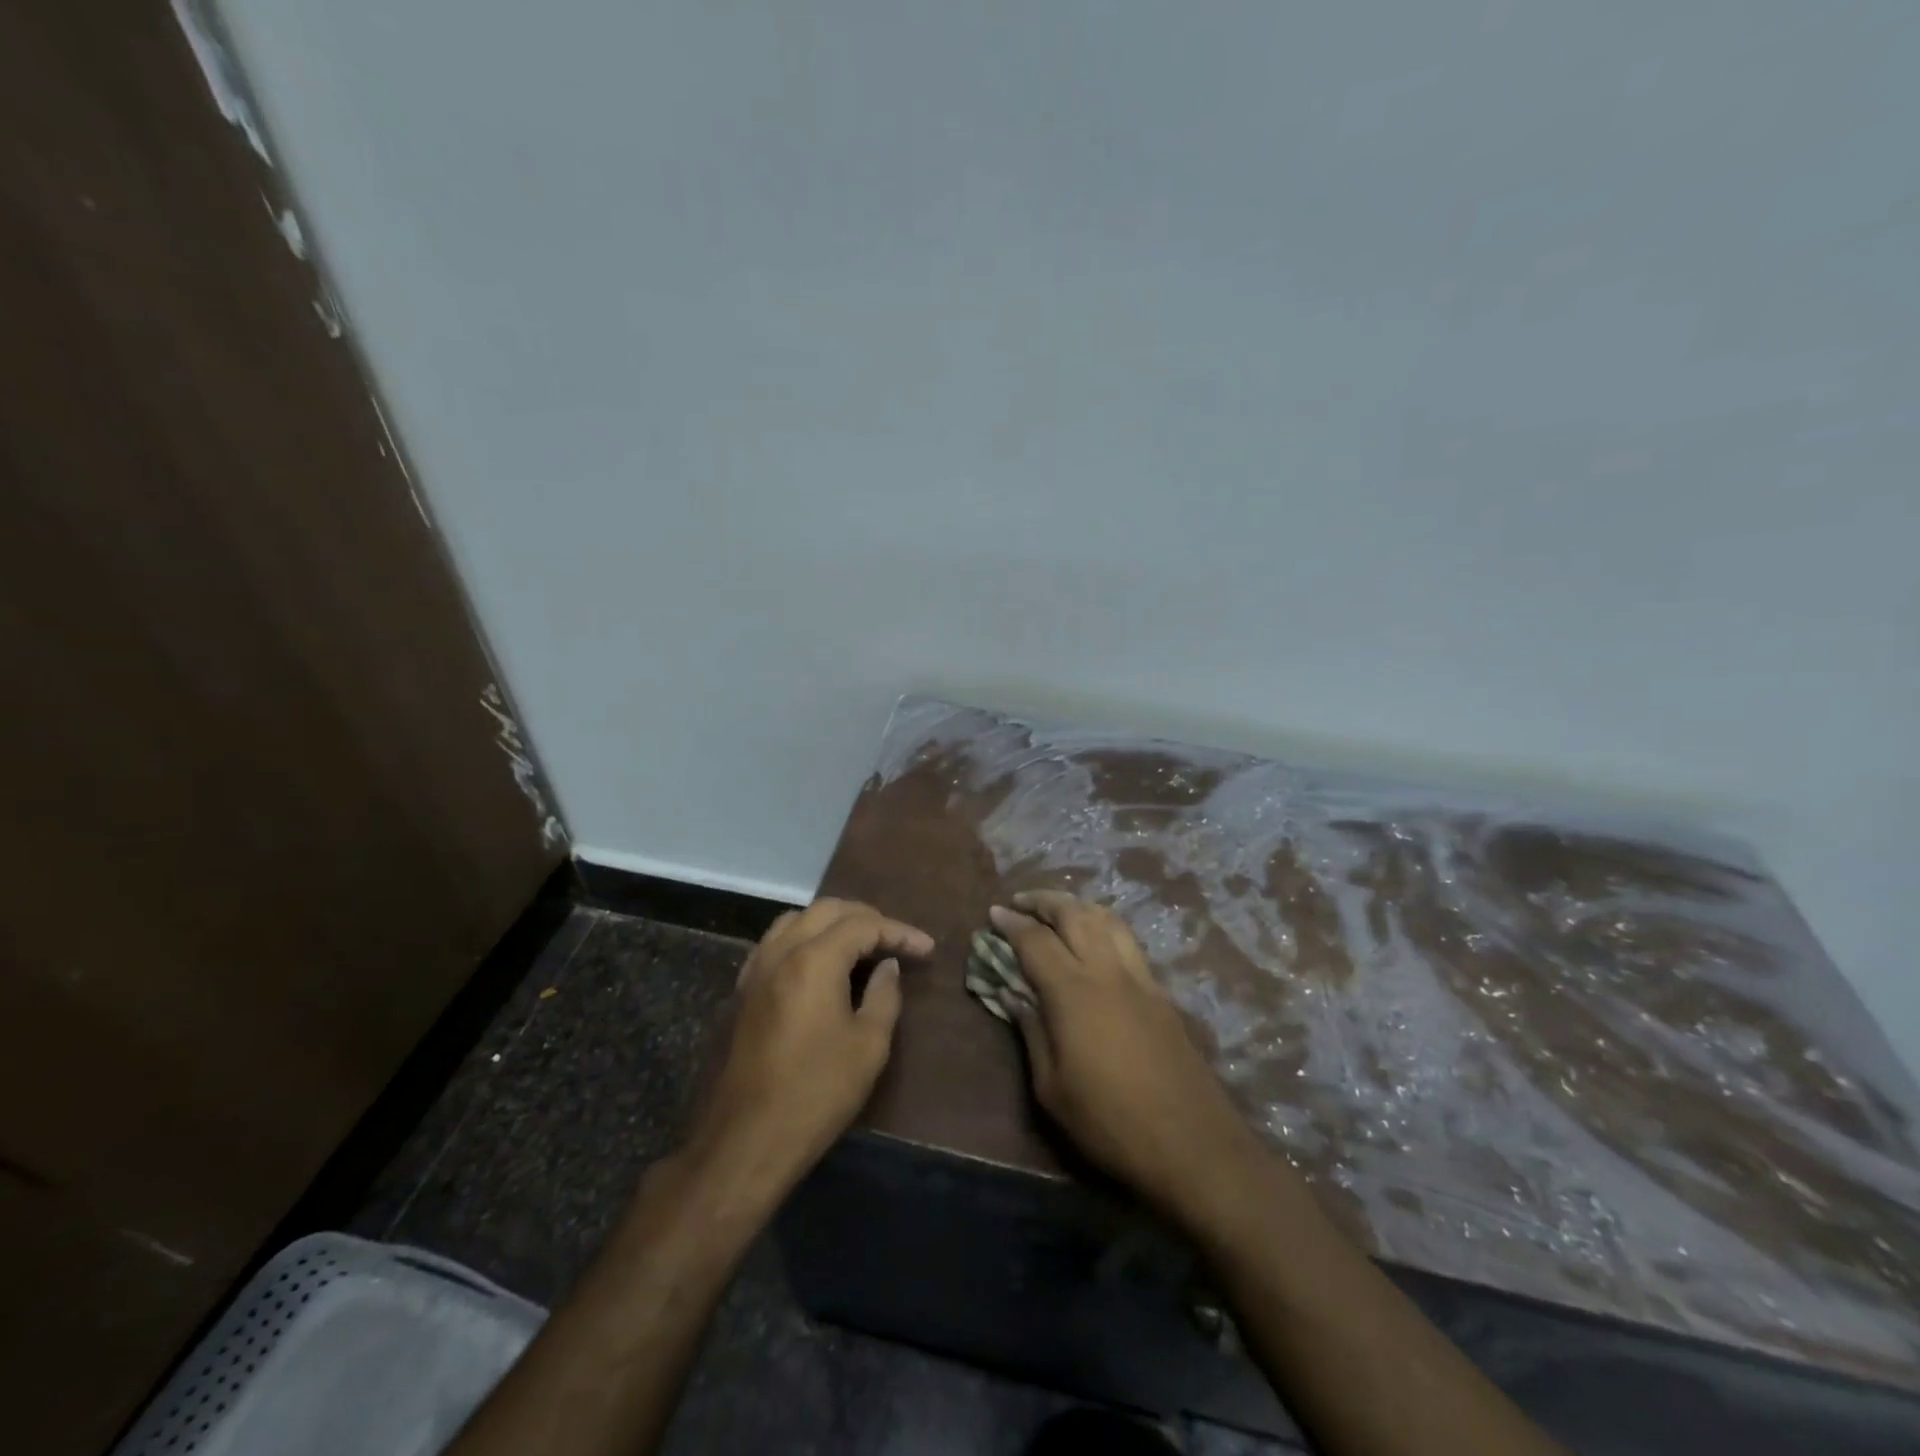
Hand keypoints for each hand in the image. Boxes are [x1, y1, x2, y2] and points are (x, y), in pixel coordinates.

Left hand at [688, 898, 933, 1188]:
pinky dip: (803, 938)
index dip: (900, 932)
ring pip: (796, 920)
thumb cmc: (816, 1093)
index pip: (863, 926)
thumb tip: (887, 966)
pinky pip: (775, 942)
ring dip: (832, 922)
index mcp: (813, 960)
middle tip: (895, 940)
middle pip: (827, 910)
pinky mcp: (743, 990)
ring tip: (860, 944)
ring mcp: (756, 969)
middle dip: (866, 918)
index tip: (927, 949)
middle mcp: (781, 952)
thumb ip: (884, 995)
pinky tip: (819, 963)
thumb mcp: (869, 1046)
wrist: (747, 1140)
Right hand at [989, 892, 1262, 1221]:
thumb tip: (1011, 994)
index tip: (993, 913)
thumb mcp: (1051, 1088)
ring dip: (1077, 905)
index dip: (1011, 923)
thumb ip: (1030, 1032)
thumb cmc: (1109, 1122)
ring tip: (1058, 910)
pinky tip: (1096, 940)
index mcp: (1072, 992)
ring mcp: (1140, 978)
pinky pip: (1127, 940)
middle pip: (1074, 914)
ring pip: (1107, 919)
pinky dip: (1103, 925)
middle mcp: (1107, 971)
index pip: (1035, 940)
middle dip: (1044, 900)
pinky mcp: (1161, 992)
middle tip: (1020, 902)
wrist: (1191, 1144)